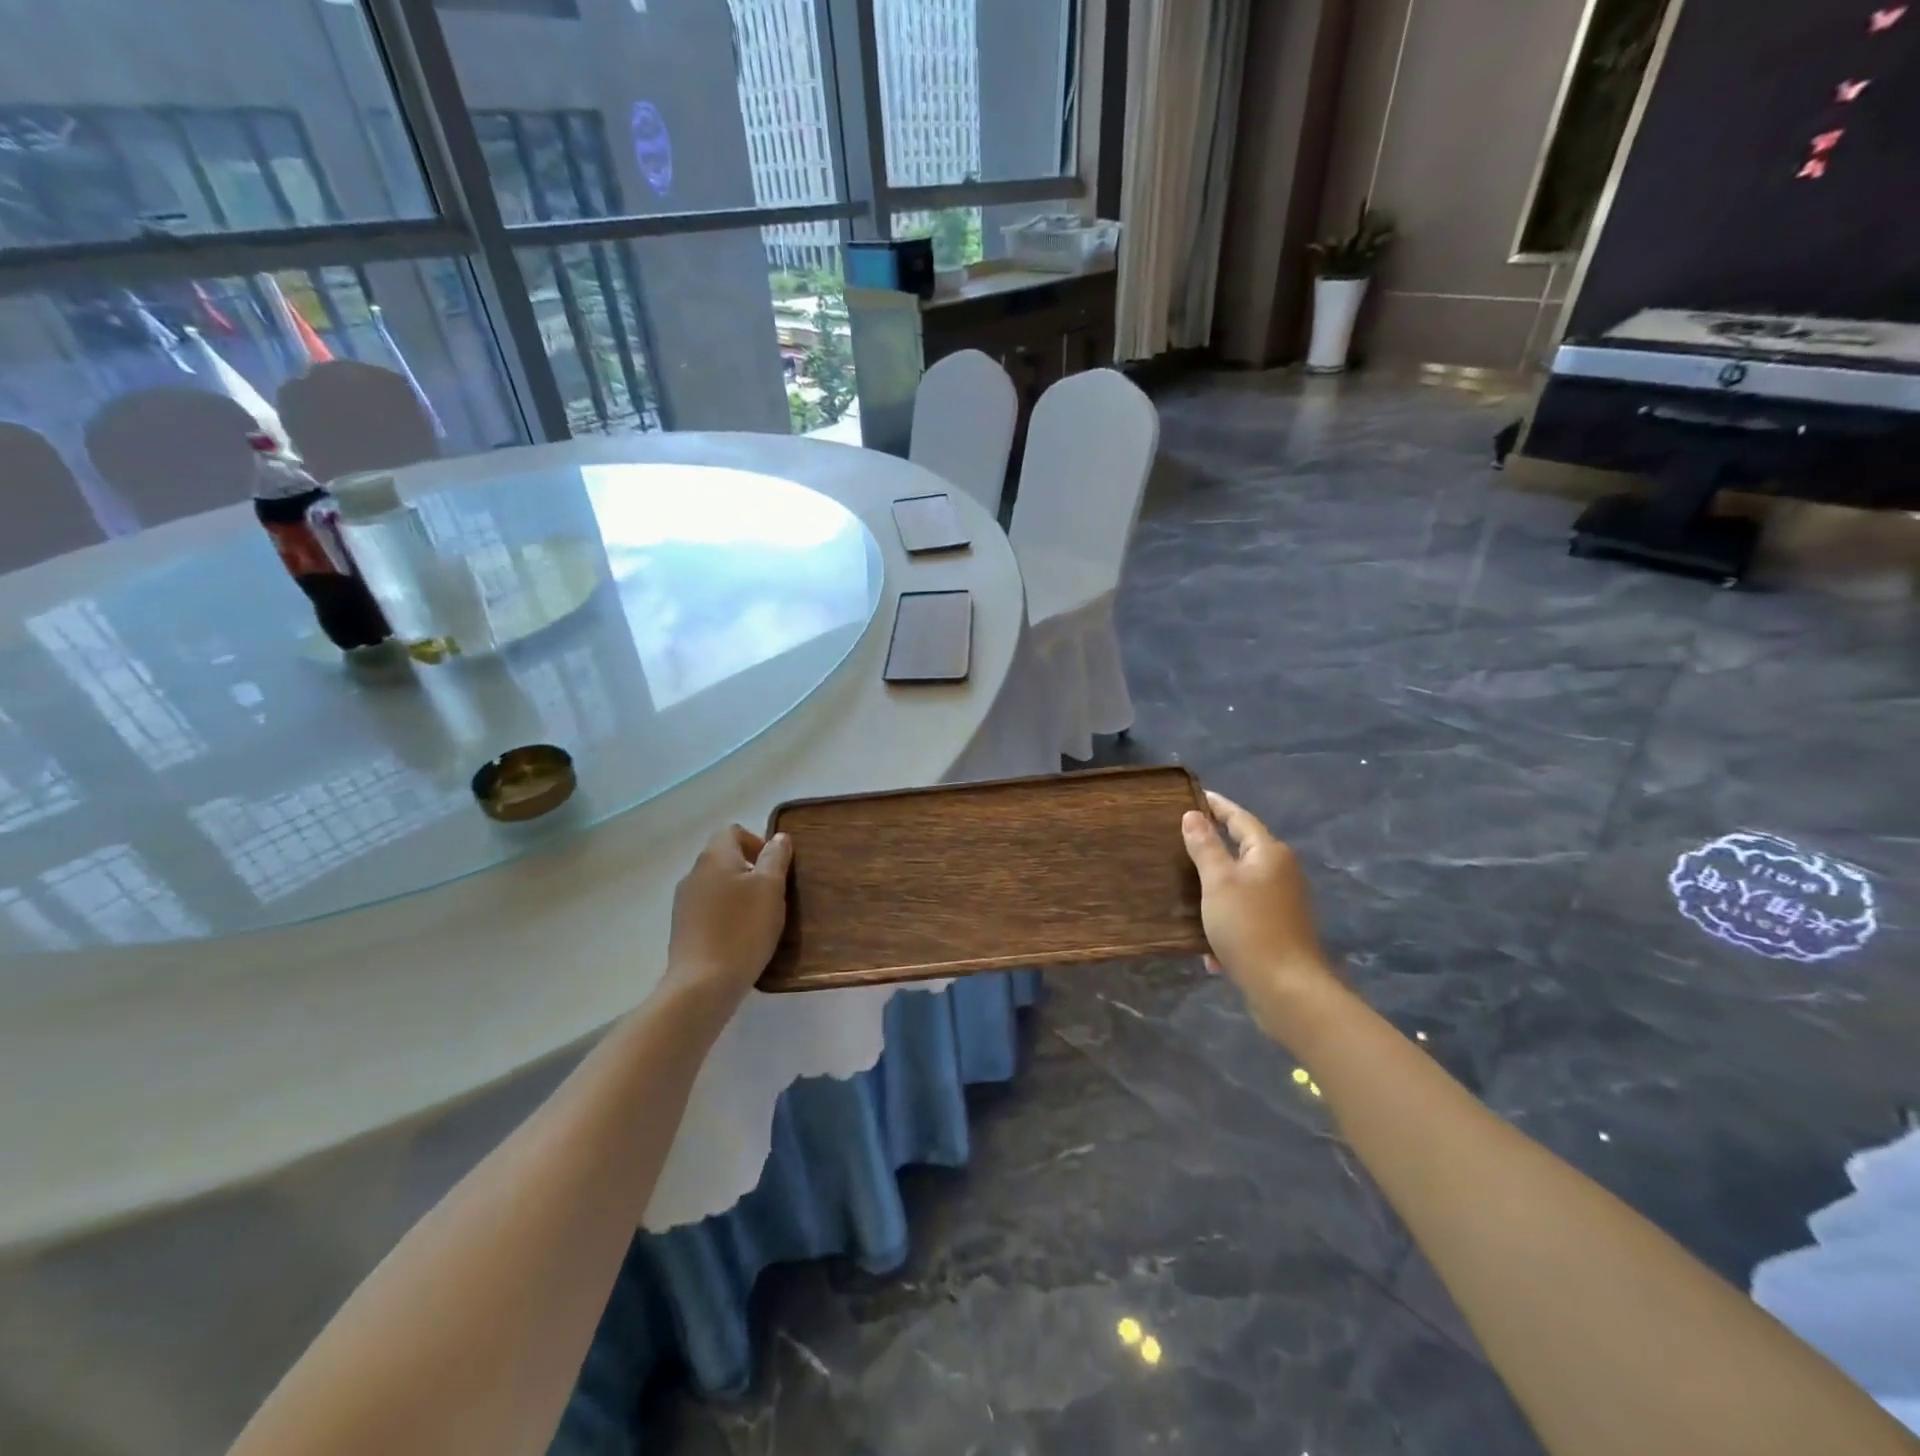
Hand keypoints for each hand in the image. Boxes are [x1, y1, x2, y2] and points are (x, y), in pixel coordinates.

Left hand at [662, 826, 791, 1013]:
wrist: (702, 984)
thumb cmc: (743, 928)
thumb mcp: (771, 888)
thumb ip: (775, 858)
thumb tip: (779, 838)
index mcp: (715, 856)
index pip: (733, 831)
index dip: (756, 842)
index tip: (775, 867)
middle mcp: (694, 873)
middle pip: (724, 857)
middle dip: (750, 870)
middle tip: (773, 895)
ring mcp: (684, 902)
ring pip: (716, 885)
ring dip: (738, 894)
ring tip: (759, 919)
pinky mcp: (682, 929)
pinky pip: (708, 910)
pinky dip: (726, 915)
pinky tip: (741, 938)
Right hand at [1181, 791, 1337, 1042]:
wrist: (1287, 989)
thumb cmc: (1249, 926)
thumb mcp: (1218, 882)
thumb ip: (1205, 846)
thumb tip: (1193, 815)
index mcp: (1269, 853)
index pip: (1239, 818)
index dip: (1216, 806)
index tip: (1193, 796)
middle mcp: (1281, 872)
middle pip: (1242, 850)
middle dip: (1212, 847)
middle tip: (1177, 839)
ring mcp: (1282, 903)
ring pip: (1240, 885)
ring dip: (1214, 889)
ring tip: (1182, 888)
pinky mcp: (1279, 931)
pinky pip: (1244, 915)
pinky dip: (1224, 922)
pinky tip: (1206, 948)